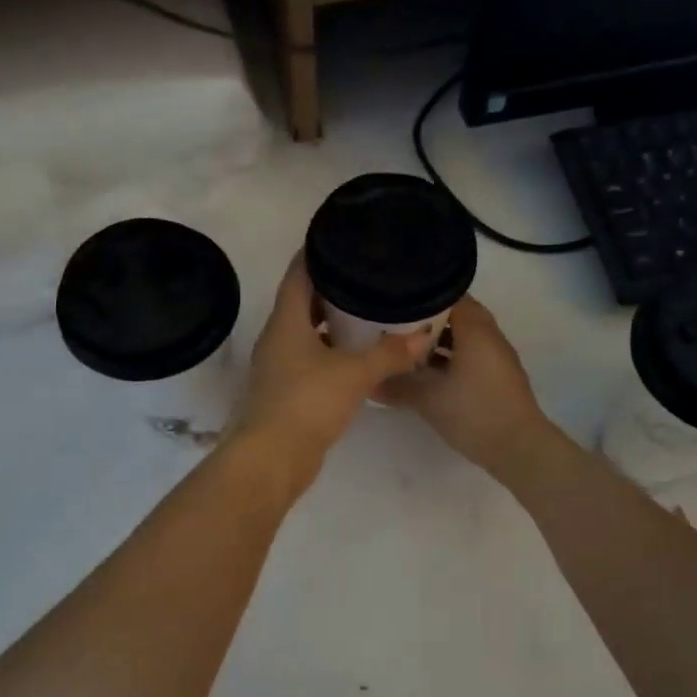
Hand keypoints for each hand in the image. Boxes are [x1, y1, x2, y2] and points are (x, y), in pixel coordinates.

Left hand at [229, 255, 433, 488]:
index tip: (340, 238)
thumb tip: (423, 334)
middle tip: (365, 275)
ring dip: (330, 321)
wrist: (272, 459)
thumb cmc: (308, 403)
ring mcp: (278, 366)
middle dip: (330, 287)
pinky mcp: (286, 390)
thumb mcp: (354, 374)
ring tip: (367, 311)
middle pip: (301, 301)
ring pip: (306, 332)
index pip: (297, 274)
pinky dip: (330, 350)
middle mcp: (277, 338)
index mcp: (286, 322)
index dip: (315, 253)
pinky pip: (309, 357)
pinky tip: (356, 355)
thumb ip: (389, 353)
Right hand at [380, 296, 552, 477]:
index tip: (394, 301)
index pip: (448, 294)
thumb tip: (369, 382)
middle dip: (426, 320)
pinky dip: (449, 357)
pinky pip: (470, 355)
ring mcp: (496, 356)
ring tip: (405, 348)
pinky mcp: (497, 376)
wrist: (518, 448)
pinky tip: (427, 373)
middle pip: (456, 315)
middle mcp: (489, 335)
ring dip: (438, 340)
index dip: (420, 296)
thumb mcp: (428, 399)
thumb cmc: (473, 413)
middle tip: (395, 325)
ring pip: (463, 337)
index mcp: (475, 329)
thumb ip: (397, 386)